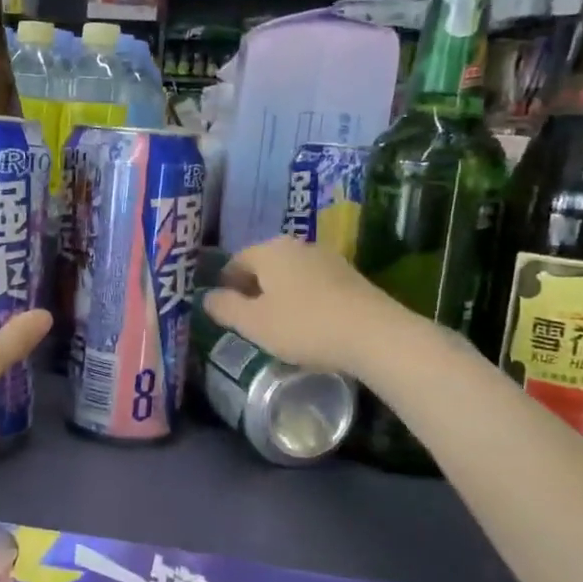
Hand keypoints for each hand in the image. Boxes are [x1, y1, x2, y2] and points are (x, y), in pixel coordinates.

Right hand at [201, 236, 407, 377]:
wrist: (375, 335)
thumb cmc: (304, 326)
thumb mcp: (254, 324)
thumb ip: (225, 308)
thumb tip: (207, 297)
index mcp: (269, 250)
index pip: (235, 261)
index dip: (225, 285)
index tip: (225, 311)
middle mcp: (297, 246)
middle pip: (264, 265)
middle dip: (253, 289)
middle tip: (249, 320)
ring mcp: (328, 259)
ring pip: (290, 274)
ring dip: (279, 295)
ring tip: (278, 325)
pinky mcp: (350, 277)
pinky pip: (314, 284)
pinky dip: (304, 300)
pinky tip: (309, 325)